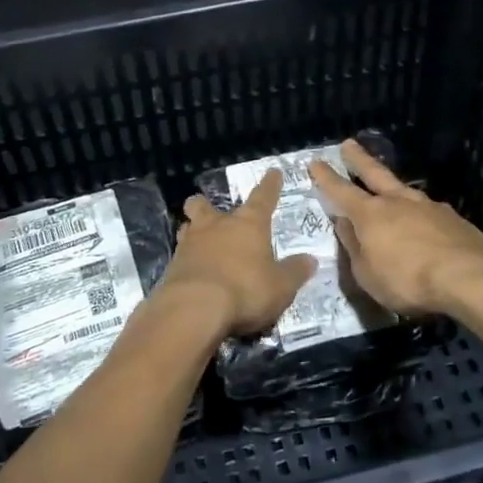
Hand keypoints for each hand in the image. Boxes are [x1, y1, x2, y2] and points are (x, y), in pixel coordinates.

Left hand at [160, 171, 316, 336]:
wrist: (193, 309)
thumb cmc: (245, 290)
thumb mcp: (280, 286)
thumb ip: (295, 272)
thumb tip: (310, 260)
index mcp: (248, 224)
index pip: (263, 197)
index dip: (270, 185)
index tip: (273, 172)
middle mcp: (216, 226)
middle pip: (204, 205)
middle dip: (206, 205)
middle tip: (210, 212)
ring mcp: (190, 244)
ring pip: (187, 227)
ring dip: (193, 232)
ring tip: (200, 243)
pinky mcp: (172, 266)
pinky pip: (180, 256)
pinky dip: (187, 261)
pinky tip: (192, 273)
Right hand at [308, 140, 482, 316]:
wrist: (468, 276)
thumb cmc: (408, 279)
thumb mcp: (367, 274)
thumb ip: (354, 248)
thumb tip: (344, 224)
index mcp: (370, 214)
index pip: (341, 191)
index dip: (326, 178)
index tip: (315, 162)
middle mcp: (397, 202)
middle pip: (374, 173)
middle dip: (358, 159)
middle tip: (348, 144)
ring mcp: (428, 206)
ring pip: (404, 190)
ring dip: (393, 187)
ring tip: (390, 188)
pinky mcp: (453, 219)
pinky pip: (428, 211)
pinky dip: (420, 214)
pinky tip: (424, 223)